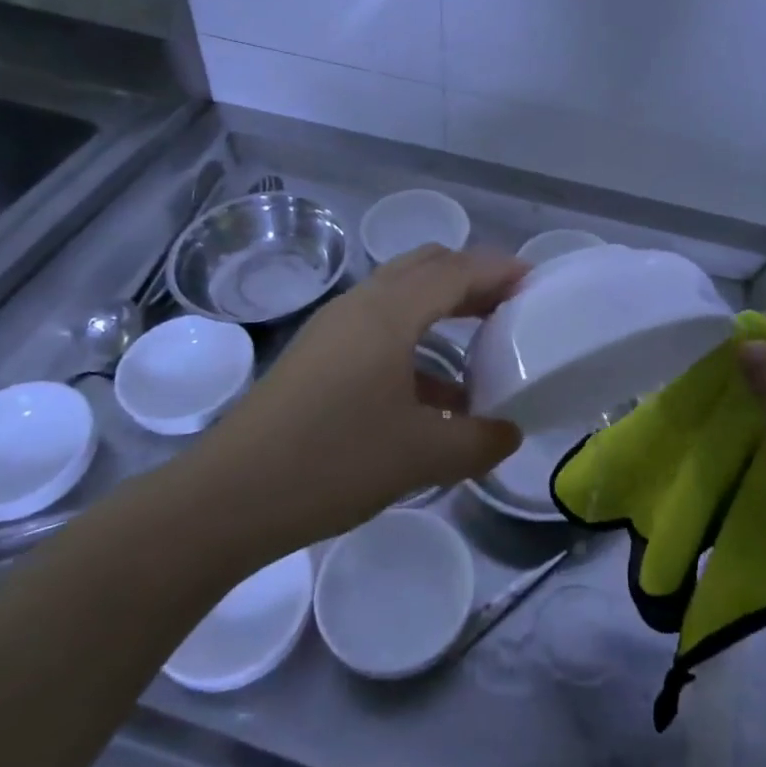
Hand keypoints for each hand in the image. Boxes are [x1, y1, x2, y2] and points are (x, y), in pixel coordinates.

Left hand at [214, 245, 526, 546]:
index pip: (457, 271)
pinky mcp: (317, 356)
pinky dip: (414, 341)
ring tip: (481, 343)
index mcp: (389, 313)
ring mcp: (333, 329)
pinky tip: (435, 393)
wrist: (228, 499)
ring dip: (443, 308)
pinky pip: (379, 328)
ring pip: (400, 296)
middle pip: (426, 267)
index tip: (538, 284)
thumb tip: (510, 433)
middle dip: (472, 279)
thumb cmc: (333, 461)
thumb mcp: (421, 455)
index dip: (500, 271)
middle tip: (511, 306)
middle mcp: (361, 306)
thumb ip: (479, 440)